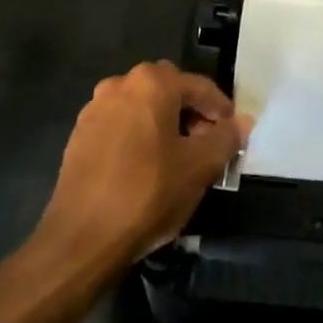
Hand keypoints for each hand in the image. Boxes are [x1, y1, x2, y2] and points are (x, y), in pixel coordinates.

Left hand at [30, 62, 249, 274]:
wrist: (81, 240)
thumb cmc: (148, 193)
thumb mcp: (200, 167)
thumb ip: (226, 138)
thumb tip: (243, 121)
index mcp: (152, 83)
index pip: (200, 87)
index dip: (221, 112)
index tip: (231, 138)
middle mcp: (120, 85)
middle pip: (169, 92)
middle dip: (191, 115)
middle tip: (205, 147)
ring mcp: (94, 109)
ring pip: (143, 108)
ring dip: (164, 125)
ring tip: (177, 160)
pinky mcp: (79, 136)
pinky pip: (121, 126)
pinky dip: (139, 138)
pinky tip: (146, 169)